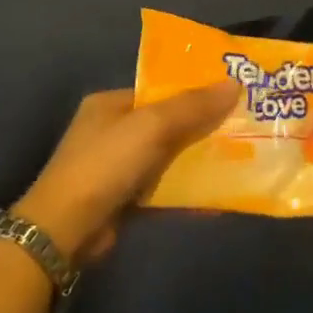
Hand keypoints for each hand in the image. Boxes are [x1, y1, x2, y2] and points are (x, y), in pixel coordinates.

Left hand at [13, 83, 239, 260]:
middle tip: (246, 130)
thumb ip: (192, 106)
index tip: (234, 97)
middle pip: (167, 124)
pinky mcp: (124, 199)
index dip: (196, 93)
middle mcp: (111, 131)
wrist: (67, 228)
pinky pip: (163, 188)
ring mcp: (116, 167)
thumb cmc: (106, 164)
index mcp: (110, 104)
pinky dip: (187, 191)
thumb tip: (234, 83)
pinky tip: (219, 197)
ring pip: (167, 158)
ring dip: (198, 161)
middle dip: (202, 128)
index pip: (159, 91)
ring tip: (242, 160)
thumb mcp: (152, 126)